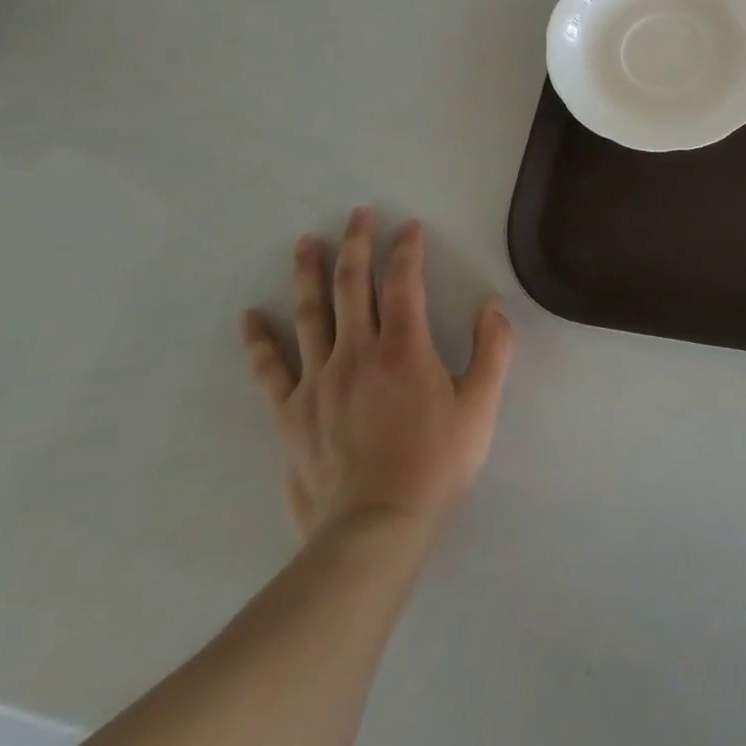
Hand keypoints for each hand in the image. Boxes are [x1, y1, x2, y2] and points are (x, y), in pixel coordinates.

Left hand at [240, 210, 513, 543]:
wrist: (373, 531)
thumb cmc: (434, 465)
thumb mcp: (480, 407)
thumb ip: (494, 351)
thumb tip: (493, 306)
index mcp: (404, 348)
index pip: (403, 282)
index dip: (406, 249)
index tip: (408, 225)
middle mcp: (357, 352)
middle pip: (351, 285)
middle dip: (356, 244)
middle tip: (357, 214)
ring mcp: (318, 381)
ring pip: (310, 314)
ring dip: (308, 273)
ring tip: (306, 242)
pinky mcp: (291, 413)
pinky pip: (271, 369)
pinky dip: (260, 340)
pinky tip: (251, 316)